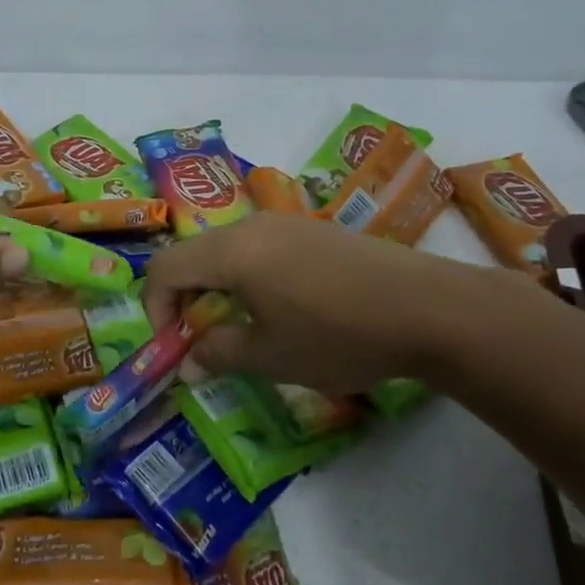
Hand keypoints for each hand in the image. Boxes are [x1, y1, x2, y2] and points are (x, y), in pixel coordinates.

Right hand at [141, 213, 514, 392]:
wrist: (430, 307)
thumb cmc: (339, 335)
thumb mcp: (271, 356)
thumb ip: (219, 353)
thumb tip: (190, 360)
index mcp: (231, 252)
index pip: (163, 268)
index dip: (154, 309)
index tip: (175, 347)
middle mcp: (252, 226)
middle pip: (194, 256)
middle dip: (186, 300)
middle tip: (205, 342)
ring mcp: (287, 223)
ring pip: (228, 252)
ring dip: (219, 291)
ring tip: (245, 330)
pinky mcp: (315, 231)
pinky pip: (261, 250)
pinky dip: (250, 279)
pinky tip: (285, 310)